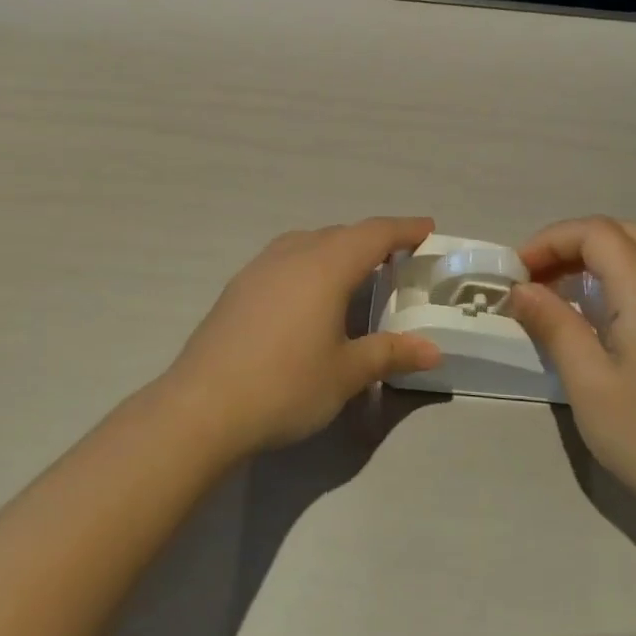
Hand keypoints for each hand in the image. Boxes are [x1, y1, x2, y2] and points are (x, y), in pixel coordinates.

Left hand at [162, 218, 444, 455]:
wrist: (203, 407)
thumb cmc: (286, 385)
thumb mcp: (346, 373)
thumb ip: (390, 354)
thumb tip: (432, 350)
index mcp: (325, 266)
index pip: (374, 234)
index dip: (404, 229)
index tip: (428, 228)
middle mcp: (292, 255)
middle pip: (340, 234)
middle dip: (372, 240)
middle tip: (397, 258)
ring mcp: (258, 268)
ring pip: (307, 243)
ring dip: (336, 249)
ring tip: (353, 274)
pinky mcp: (237, 288)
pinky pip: (284, 259)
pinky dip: (308, 264)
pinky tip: (307, 296)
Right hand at [509, 217, 635, 507]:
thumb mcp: (586, 380)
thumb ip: (553, 324)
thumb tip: (520, 289)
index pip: (597, 234)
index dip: (551, 241)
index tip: (517, 273)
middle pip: (628, 234)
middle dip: (578, 242)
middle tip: (542, 273)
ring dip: (613, 249)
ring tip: (578, 278)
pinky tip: (629, 300)